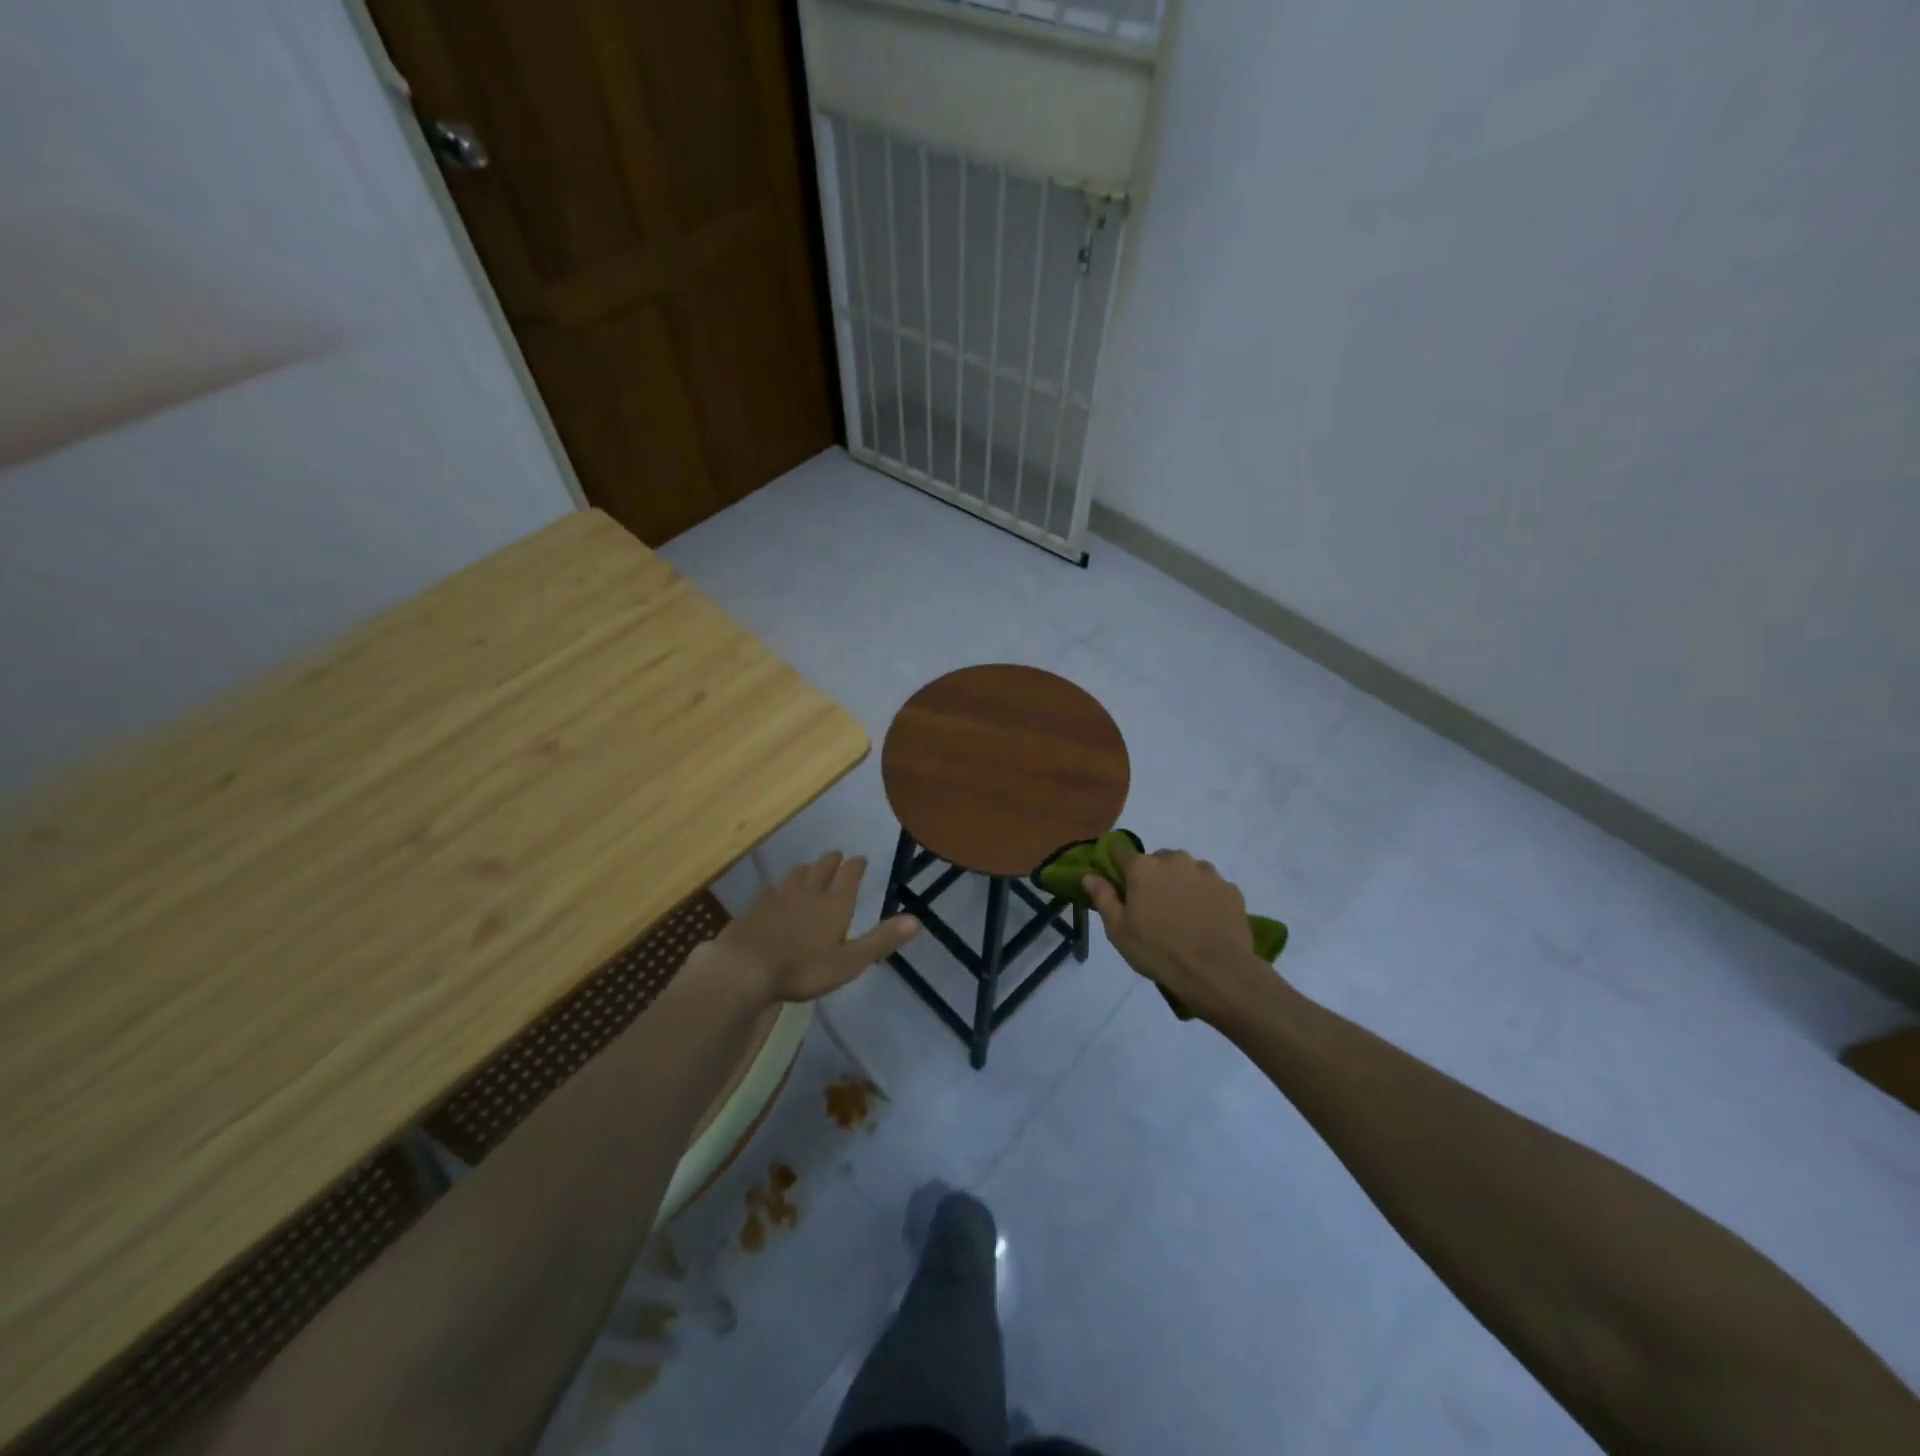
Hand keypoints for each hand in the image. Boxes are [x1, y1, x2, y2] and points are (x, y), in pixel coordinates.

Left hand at [705, 851, 918, 1003]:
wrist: (745, 967)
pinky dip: (778, 887)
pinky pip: (771, 888)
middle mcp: (809, 891)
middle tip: (838, 858)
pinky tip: (774, 892)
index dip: (857, 865)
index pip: (850, 873)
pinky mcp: (756, 905)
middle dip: (833, 860)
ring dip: (808, 868)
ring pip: (797, 873)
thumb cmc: (803, 968)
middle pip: (823, 867)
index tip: (861, 859)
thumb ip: (881, 940)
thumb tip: (916, 920)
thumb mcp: (849, 961)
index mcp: (835, 903)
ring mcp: (779, 896)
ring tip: (811, 870)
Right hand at [1082, 841, 1273, 1022]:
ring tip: (1183, 914)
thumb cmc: (1159, 952)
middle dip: (1153, 876)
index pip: (1120, 851)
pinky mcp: (1230, 887)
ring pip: (1186, 870)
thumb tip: (1089, 875)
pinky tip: (1205, 921)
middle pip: (1157, 860)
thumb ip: (1103, 897)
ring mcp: (1206, 872)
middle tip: (1153, 906)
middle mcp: (1175, 860)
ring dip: (1180, 883)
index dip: (1116, 864)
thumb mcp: (1119, 931)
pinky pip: (1210, 885)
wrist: (1217, 973)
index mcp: (1143, 868)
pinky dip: (1204, 896)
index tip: (1118, 881)